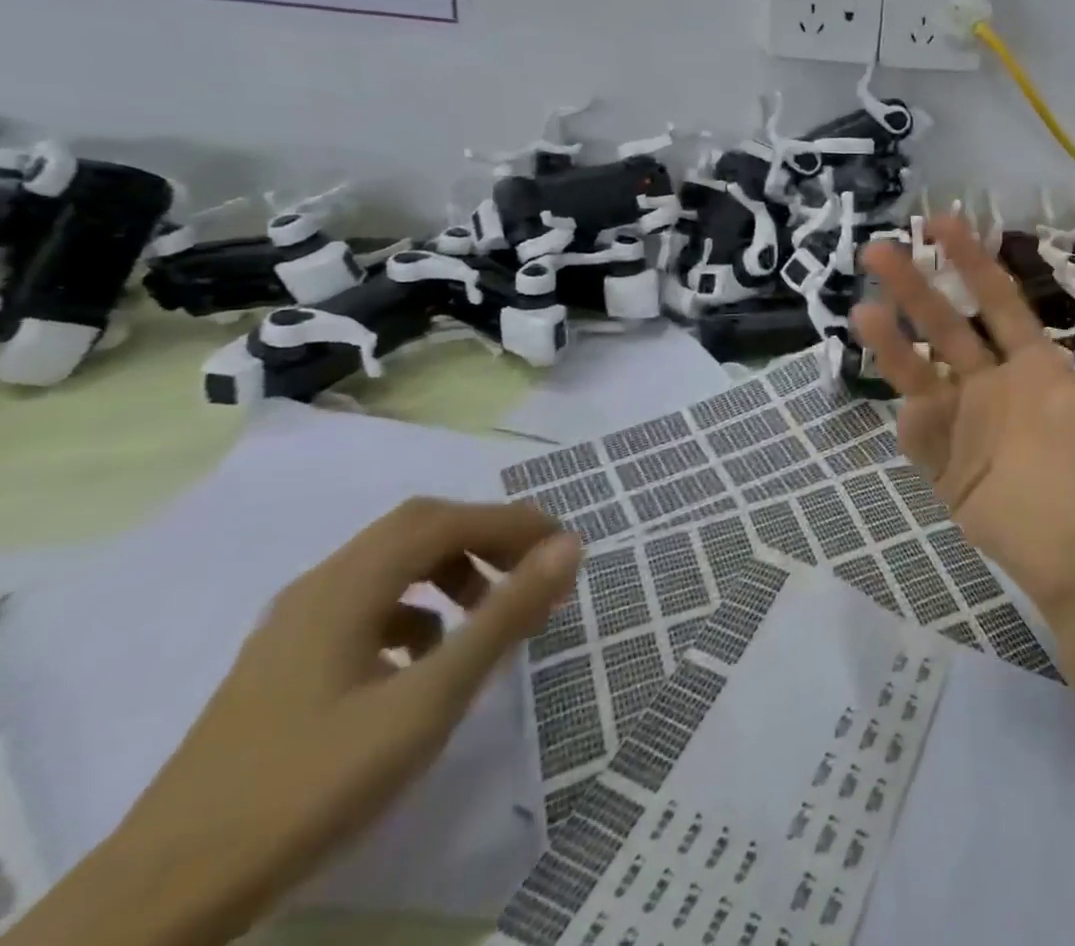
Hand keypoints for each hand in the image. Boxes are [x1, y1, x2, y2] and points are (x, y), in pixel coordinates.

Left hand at [10, 499, 580, 945]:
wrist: (160, 899)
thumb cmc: (311, 784)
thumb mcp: (428, 700)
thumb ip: (503, 617)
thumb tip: (569, 546)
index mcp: (348, 585)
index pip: (448, 520)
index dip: (514, 523)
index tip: (566, 548)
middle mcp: (319, 587)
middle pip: (418, 529)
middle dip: (486, 538)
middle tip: (535, 571)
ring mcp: (294, 626)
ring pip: (390, 565)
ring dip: (452, 570)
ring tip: (488, 616)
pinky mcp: (283, 664)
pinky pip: (366, 604)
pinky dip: (415, 608)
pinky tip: (426, 657)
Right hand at [853, 215, 1074, 617]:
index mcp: (1034, 362)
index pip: (996, 299)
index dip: (971, 260)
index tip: (941, 221)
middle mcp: (995, 385)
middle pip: (947, 326)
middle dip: (915, 288)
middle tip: (878, 249)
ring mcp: (968, 426)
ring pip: (921, 375)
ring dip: (894, 345)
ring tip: (863, 311)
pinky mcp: (949, 470)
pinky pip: (922, 439)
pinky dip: (911, 419)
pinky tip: (908, 401)